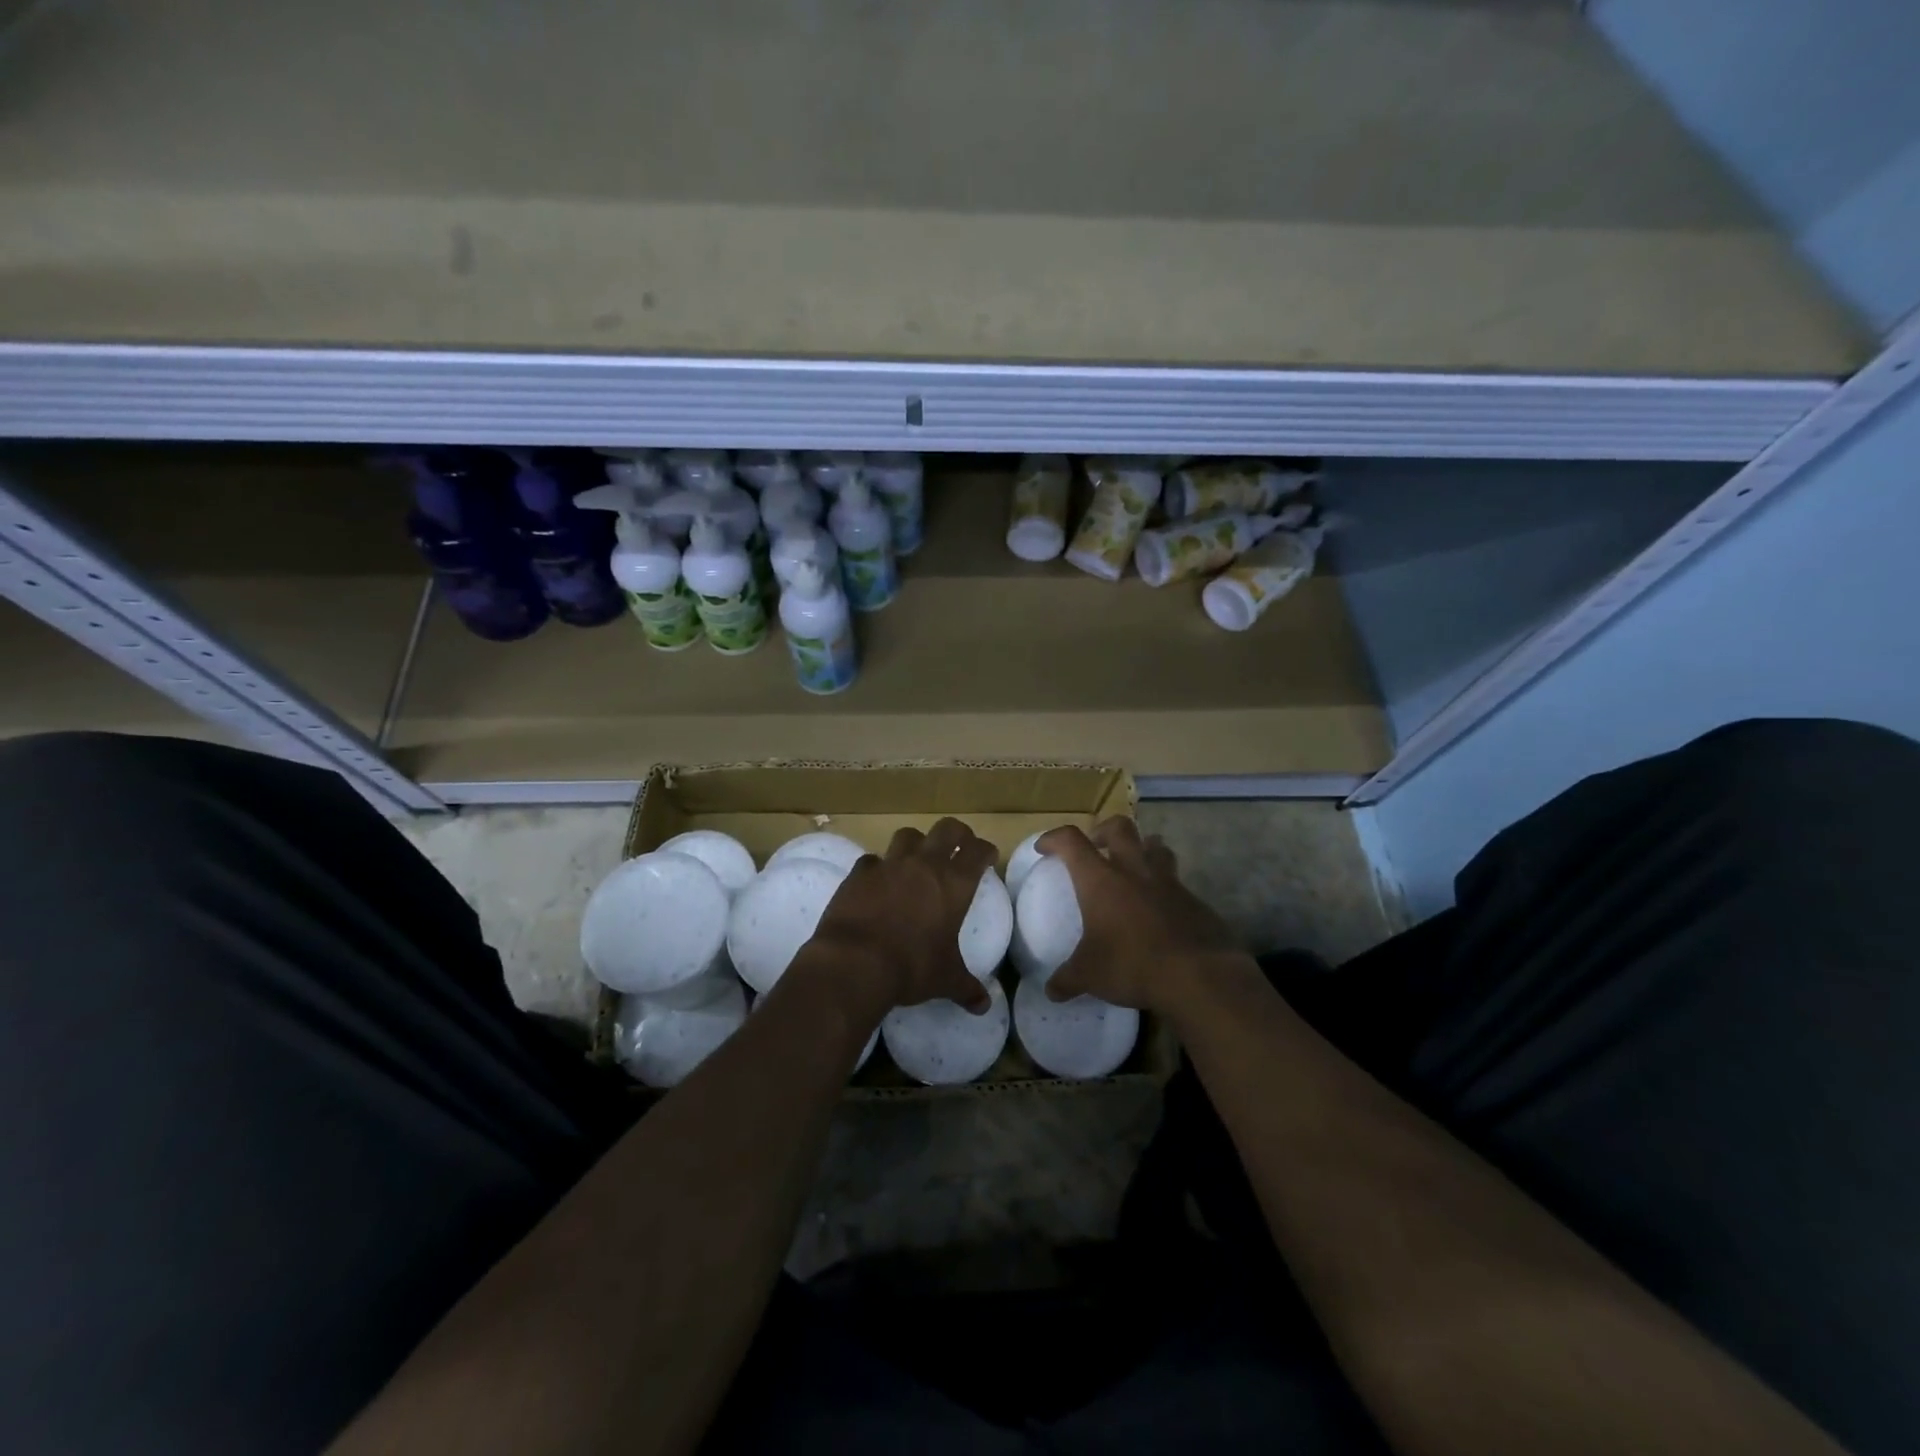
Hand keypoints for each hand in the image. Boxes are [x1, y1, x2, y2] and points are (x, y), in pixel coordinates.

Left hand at [801, 818, 996, 1021]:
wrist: (855, 962)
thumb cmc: (912, 967)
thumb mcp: (946, 979)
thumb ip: (967, 988)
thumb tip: (984, 1006)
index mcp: (954, 884)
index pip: (978, 852)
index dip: (985, 850)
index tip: (988, 856)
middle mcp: (925, 865)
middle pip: (947, 829)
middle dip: (957, 833)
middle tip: (959, 845)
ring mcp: (890, 864)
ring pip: (908, 835)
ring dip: (917, 842)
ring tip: (917, 857)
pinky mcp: (859, 872)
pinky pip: (872, 859)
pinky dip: (878, 867)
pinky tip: (877, 880)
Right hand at [1038, 818, 1242, 1017]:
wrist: (1198, 975)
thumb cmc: (1132, 965)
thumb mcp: (1090, 975)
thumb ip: (1068, 979)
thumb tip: (1051, 991)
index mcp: (1101, 880)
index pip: (1072, 841)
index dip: (1054, 838)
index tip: (1044, 848)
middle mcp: (1134, 871)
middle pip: (1120, 827)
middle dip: (1104, 830)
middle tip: (1096, 846)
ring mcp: (1169, 883)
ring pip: (1156, 847)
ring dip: (1143, 849)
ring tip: (1135, 868)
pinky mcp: (1195, 901)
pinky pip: (1177, 882)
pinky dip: (1165, 888)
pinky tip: (1162, 910)